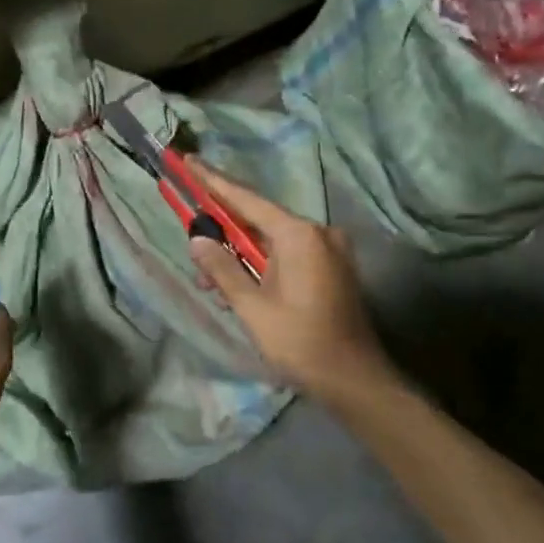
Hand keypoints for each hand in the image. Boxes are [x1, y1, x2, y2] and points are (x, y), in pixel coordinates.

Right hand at [187, 160, 392, 406]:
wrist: (355, 381)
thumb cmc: (301, 342)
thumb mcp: (252, 307)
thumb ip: (222, 268)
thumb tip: (197, 240)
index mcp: (297, 234)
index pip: (245, 199)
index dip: (212, 181)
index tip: (188, 161)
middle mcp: (317, 232)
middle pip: (257, 219)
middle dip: (222, 231)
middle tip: (193, 243)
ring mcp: (329, 249)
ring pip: (271, 240)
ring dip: (240, 256)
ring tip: (212, 283)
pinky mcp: (332, 267)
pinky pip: (288, 254)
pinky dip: (262, 264)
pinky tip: (240, 288)